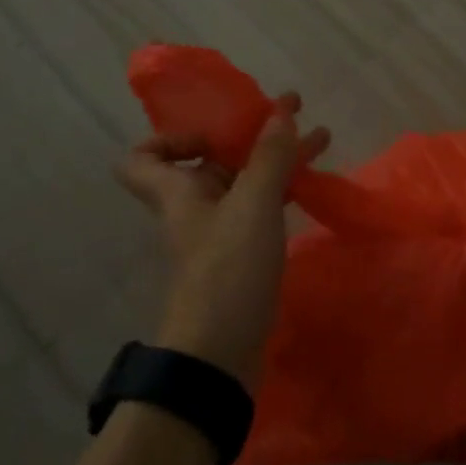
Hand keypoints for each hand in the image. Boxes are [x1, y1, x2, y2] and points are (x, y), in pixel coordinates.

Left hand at [118, 92, 328, 387]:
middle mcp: (193, 208)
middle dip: (251, 134)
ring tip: (322, 137)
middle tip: (294, 112)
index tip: (216, 130)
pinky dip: (284, 189)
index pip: (143, 157)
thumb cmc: (227, 270)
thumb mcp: (253, 205)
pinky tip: (314, 181)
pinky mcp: (243, 256)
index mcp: (179, 192)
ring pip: (244, 182)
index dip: (171, 136)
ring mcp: (219, 234)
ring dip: (277, 158)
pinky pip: (261, 208)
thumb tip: (281, 110)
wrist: (220, 354)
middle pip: (211, 160)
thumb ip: (269, 156)